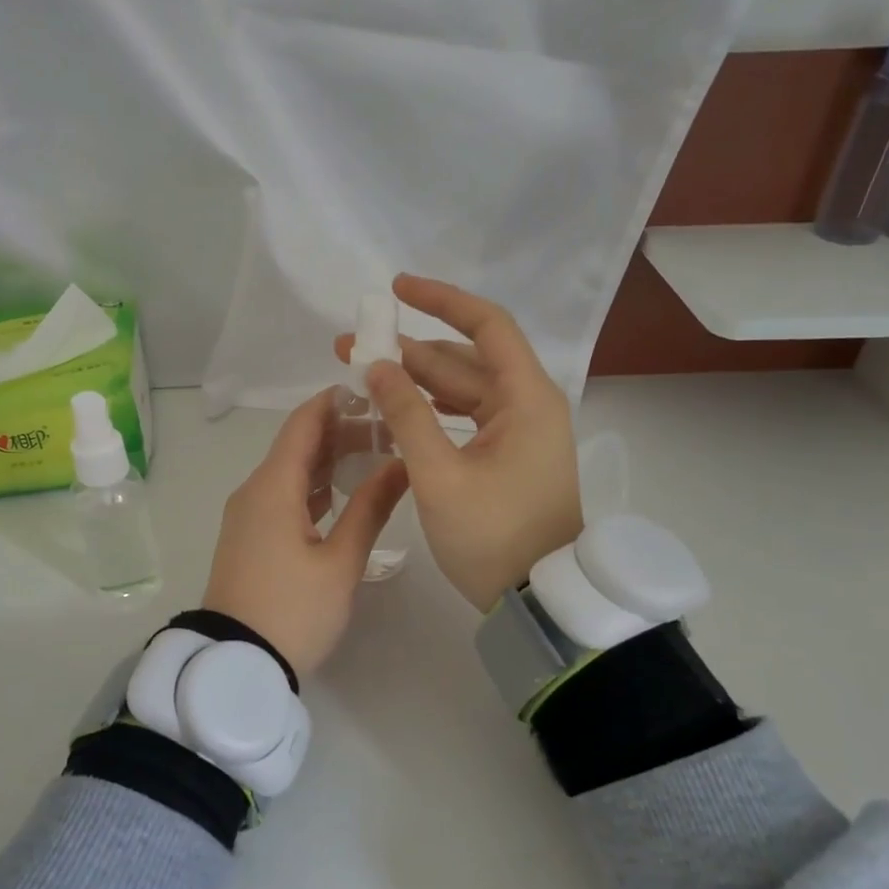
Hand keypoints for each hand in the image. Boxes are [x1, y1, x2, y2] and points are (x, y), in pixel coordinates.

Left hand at [202, 388, 408, 675]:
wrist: (235, 663)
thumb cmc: (292, 611)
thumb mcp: (340, 562)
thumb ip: (371, 508)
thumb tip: (401, 463)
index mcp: (273, 487)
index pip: (303, 424)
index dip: (335, 401)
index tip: (373, 390)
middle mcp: (255, 491)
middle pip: (298, 446)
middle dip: (341, 432)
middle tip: (389, 430)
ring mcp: (249, 516)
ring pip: (292, 473)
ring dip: (330, 461)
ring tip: (377, 457)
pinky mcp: (250, 537)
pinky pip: (284, 497)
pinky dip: (315, 488)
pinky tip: (346, 494)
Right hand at [336, 275, 581, 612]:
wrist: (537, 599)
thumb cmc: (492, 536)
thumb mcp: (439, 476)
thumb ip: (406, 415)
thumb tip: (377, 366)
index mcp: (525, 399)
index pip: (486, 326)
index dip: (441, 300)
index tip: (395, 289)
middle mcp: (527, 405)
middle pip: (465, 359)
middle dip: (407, 350)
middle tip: (351, 347)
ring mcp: (519, 432)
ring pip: (462, 390)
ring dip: (415, 381)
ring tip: (363, 375)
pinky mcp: (508, 456)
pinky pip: (466, 417)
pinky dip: (432, 410)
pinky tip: (396, 409)